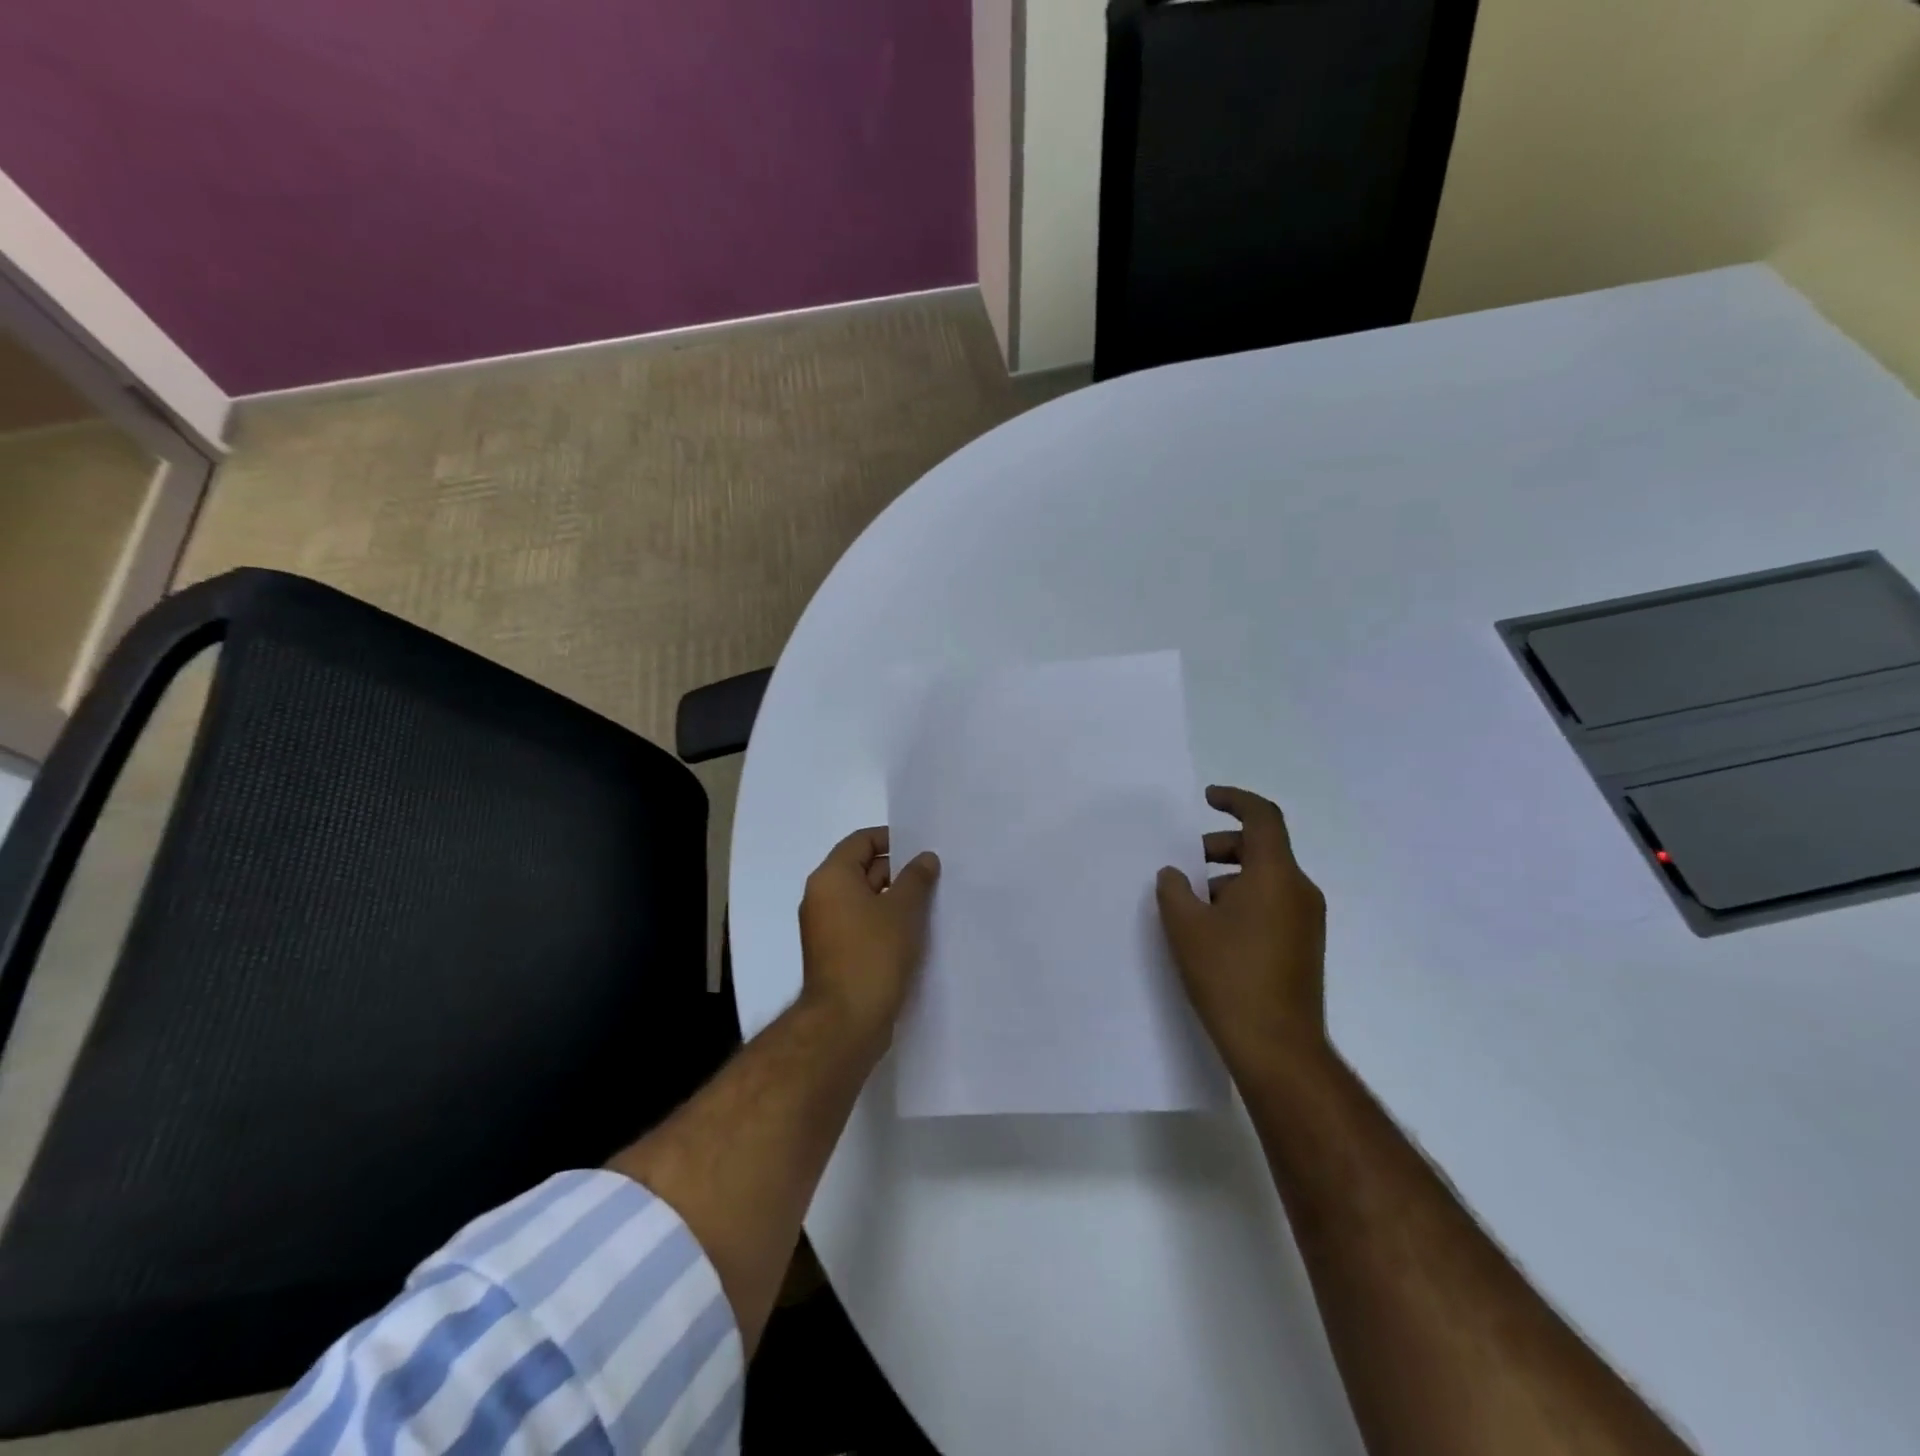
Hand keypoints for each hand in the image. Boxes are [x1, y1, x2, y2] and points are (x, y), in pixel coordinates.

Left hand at [798, 827, 940, 1041]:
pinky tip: (914, 933)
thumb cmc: (873, 954)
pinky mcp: (835, 954)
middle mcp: (822, 897)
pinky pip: (862, 925)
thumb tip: (925, 858)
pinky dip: (885, 923)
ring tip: (930, 905)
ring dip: (894, 899)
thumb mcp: (903, 909)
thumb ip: (916, 878)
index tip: (922, 849)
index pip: (861, 841)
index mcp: (831, 877)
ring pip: (864, 900)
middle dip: (898, 871)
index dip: (892, 839)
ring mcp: (826, 928)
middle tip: (934, 877)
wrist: (846, 1022)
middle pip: (862, 869)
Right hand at [1156, 786, 1327, 1078]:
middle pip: (1263, 848)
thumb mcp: (1186, 926)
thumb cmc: (1229, 976)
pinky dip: (1244, 900)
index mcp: (1275, 875)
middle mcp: (1299, 890)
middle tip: (1186, 863)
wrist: (1277, 1047)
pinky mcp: (1305, 946)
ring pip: (1266, 878)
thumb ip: (1174, 889)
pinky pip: (1273, 904)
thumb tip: (1175, 875)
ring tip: (1192, 904)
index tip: (1206, 799)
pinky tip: (1214, 931)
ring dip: (1229, 878)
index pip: (1263, 817)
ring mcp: (1307, 921)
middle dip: (1221, 846)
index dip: (1234, 800)